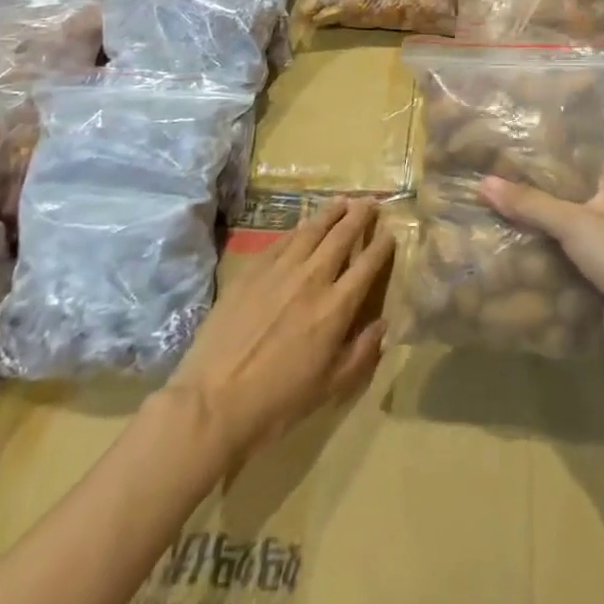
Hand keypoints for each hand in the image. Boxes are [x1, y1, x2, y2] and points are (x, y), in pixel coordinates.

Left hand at [166, 198, 393, 467]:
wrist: (213, 401)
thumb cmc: (278, 400)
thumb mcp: (331, 386)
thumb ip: (362, 352)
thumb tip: (383, 325)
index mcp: (336, 306)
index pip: (367, 265)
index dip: (382, 246)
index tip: (390, 232)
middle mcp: (312, 278)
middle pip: (341, 236)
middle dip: (359, 216)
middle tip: (370, 201)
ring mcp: (278, 271)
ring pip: (310, 230)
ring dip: (330, 213)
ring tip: (342, 201)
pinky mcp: (250, 272)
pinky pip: (280, 241)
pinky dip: (297, 229)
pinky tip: (301, 226)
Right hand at [480, 158, 603, 374]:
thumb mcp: (573, 222)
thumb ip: (530, 203)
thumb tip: (484, 182)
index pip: (583, 156)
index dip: (554, 149)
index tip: (518, 143)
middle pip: (570, 193)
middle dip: (537, 189)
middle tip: (497, 177)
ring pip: (565, 227)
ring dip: (537, 224)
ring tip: (496, 209)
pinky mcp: (598, 276)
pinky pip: (564, 258)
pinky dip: (543, 254)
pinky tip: (511, 249)